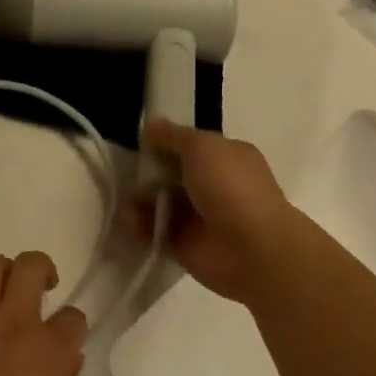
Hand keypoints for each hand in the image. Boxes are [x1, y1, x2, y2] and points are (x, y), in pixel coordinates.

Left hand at [0, 251, 87, 375]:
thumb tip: (68, 359)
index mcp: (50, 350)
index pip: (74, 317)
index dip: (74, 325)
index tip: (68, 337)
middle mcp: (15, 324)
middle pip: (31, 266)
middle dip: (43, 268)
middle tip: (42, 286)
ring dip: (2, 272)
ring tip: (4, 291)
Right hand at [132, 119, 294, 302]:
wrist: (251, 249)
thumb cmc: (231, 188)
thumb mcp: (202, 147)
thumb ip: (173, 136)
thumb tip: (150, 125)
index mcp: (227, 157)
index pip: (191, 146)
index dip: (165, 143)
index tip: (139, 143)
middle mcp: (215, 186)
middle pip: (172, 175)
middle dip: (148, 173)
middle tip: (124, 173)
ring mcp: (199, 217)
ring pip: (161, 203)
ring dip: (140, 200)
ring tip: (124, 199)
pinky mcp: (184, 245)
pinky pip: (155, 231)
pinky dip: (141, 226)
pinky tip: (130, 221)